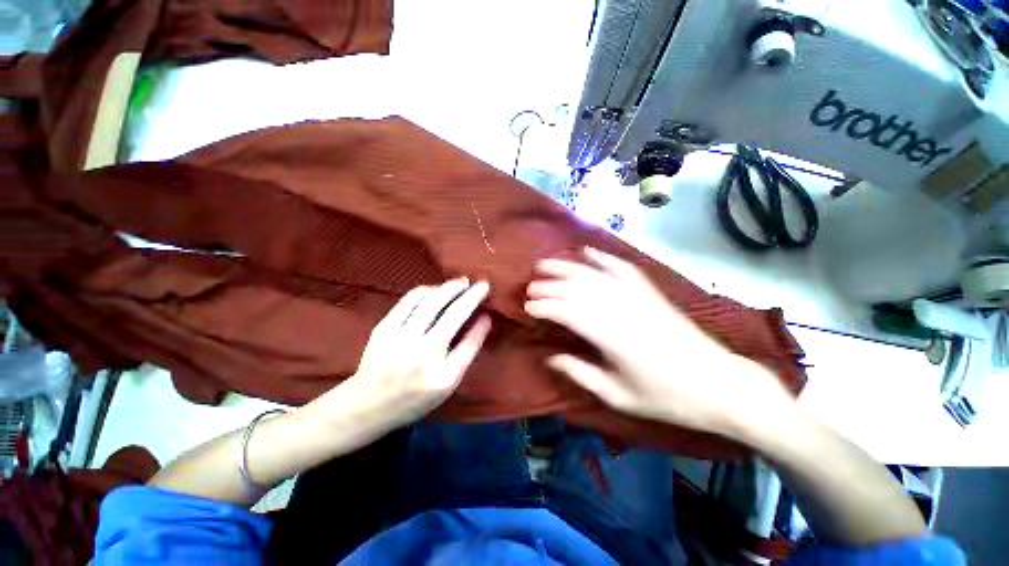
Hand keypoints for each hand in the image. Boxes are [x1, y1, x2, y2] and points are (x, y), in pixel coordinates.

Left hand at [324, 278, 491, 433]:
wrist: (367, 404)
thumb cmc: (414, 397)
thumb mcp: (447, 384)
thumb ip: (467, 351)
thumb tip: (484, 320)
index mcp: (442, 376)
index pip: (470, 342)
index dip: (482, 322)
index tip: (489, 310)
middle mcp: (422, 355)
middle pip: (453, 315)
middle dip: (471, 295)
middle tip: (482, 284)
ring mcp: (400, 340)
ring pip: (431, 302)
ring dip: (450, 288)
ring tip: (462, 282)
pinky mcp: (384, 328)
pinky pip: (409, 300)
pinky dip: (427, 290)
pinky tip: (436, 289)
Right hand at [525, 247, 791, 436]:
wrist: (718, 384)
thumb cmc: (666, 397)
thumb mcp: (618, 395)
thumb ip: (580, 373)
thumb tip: (550, 357)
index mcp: (611, 337)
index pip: (566, 311)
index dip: (543, 306)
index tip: (527, 307)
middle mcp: (621, 308)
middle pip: (576, 287)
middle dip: (548, 284)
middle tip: (530, 286)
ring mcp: (637, 296)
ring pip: (593, 273)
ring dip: (566, 266)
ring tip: (545, 263)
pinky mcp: (650, 291)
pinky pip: (622, 267)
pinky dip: (602, 257)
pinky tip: (587, 251)